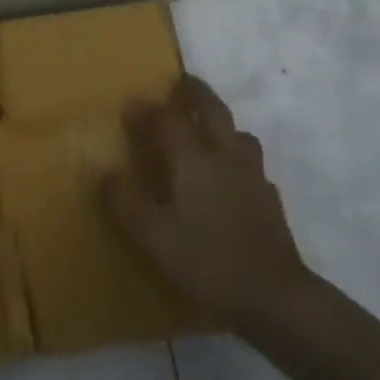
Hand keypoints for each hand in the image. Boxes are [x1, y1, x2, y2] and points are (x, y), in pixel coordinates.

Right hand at [102, 74, 312, 333]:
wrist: (275, 297)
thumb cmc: (206, 261)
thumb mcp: (152, 236)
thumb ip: (125, 201)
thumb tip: (104, 172)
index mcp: (193, 159)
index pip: (169, 119)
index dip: (150, 109)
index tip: (134, 103)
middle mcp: (225, 156)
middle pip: (212, 111)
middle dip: (196, 93)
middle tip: (183, 82)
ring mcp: (253, 177)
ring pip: (239, 134)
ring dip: (222, 123)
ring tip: (209, 129)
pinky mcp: (270, 200)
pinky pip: (252, 165)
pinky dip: (238, 158)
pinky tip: (232, 178)